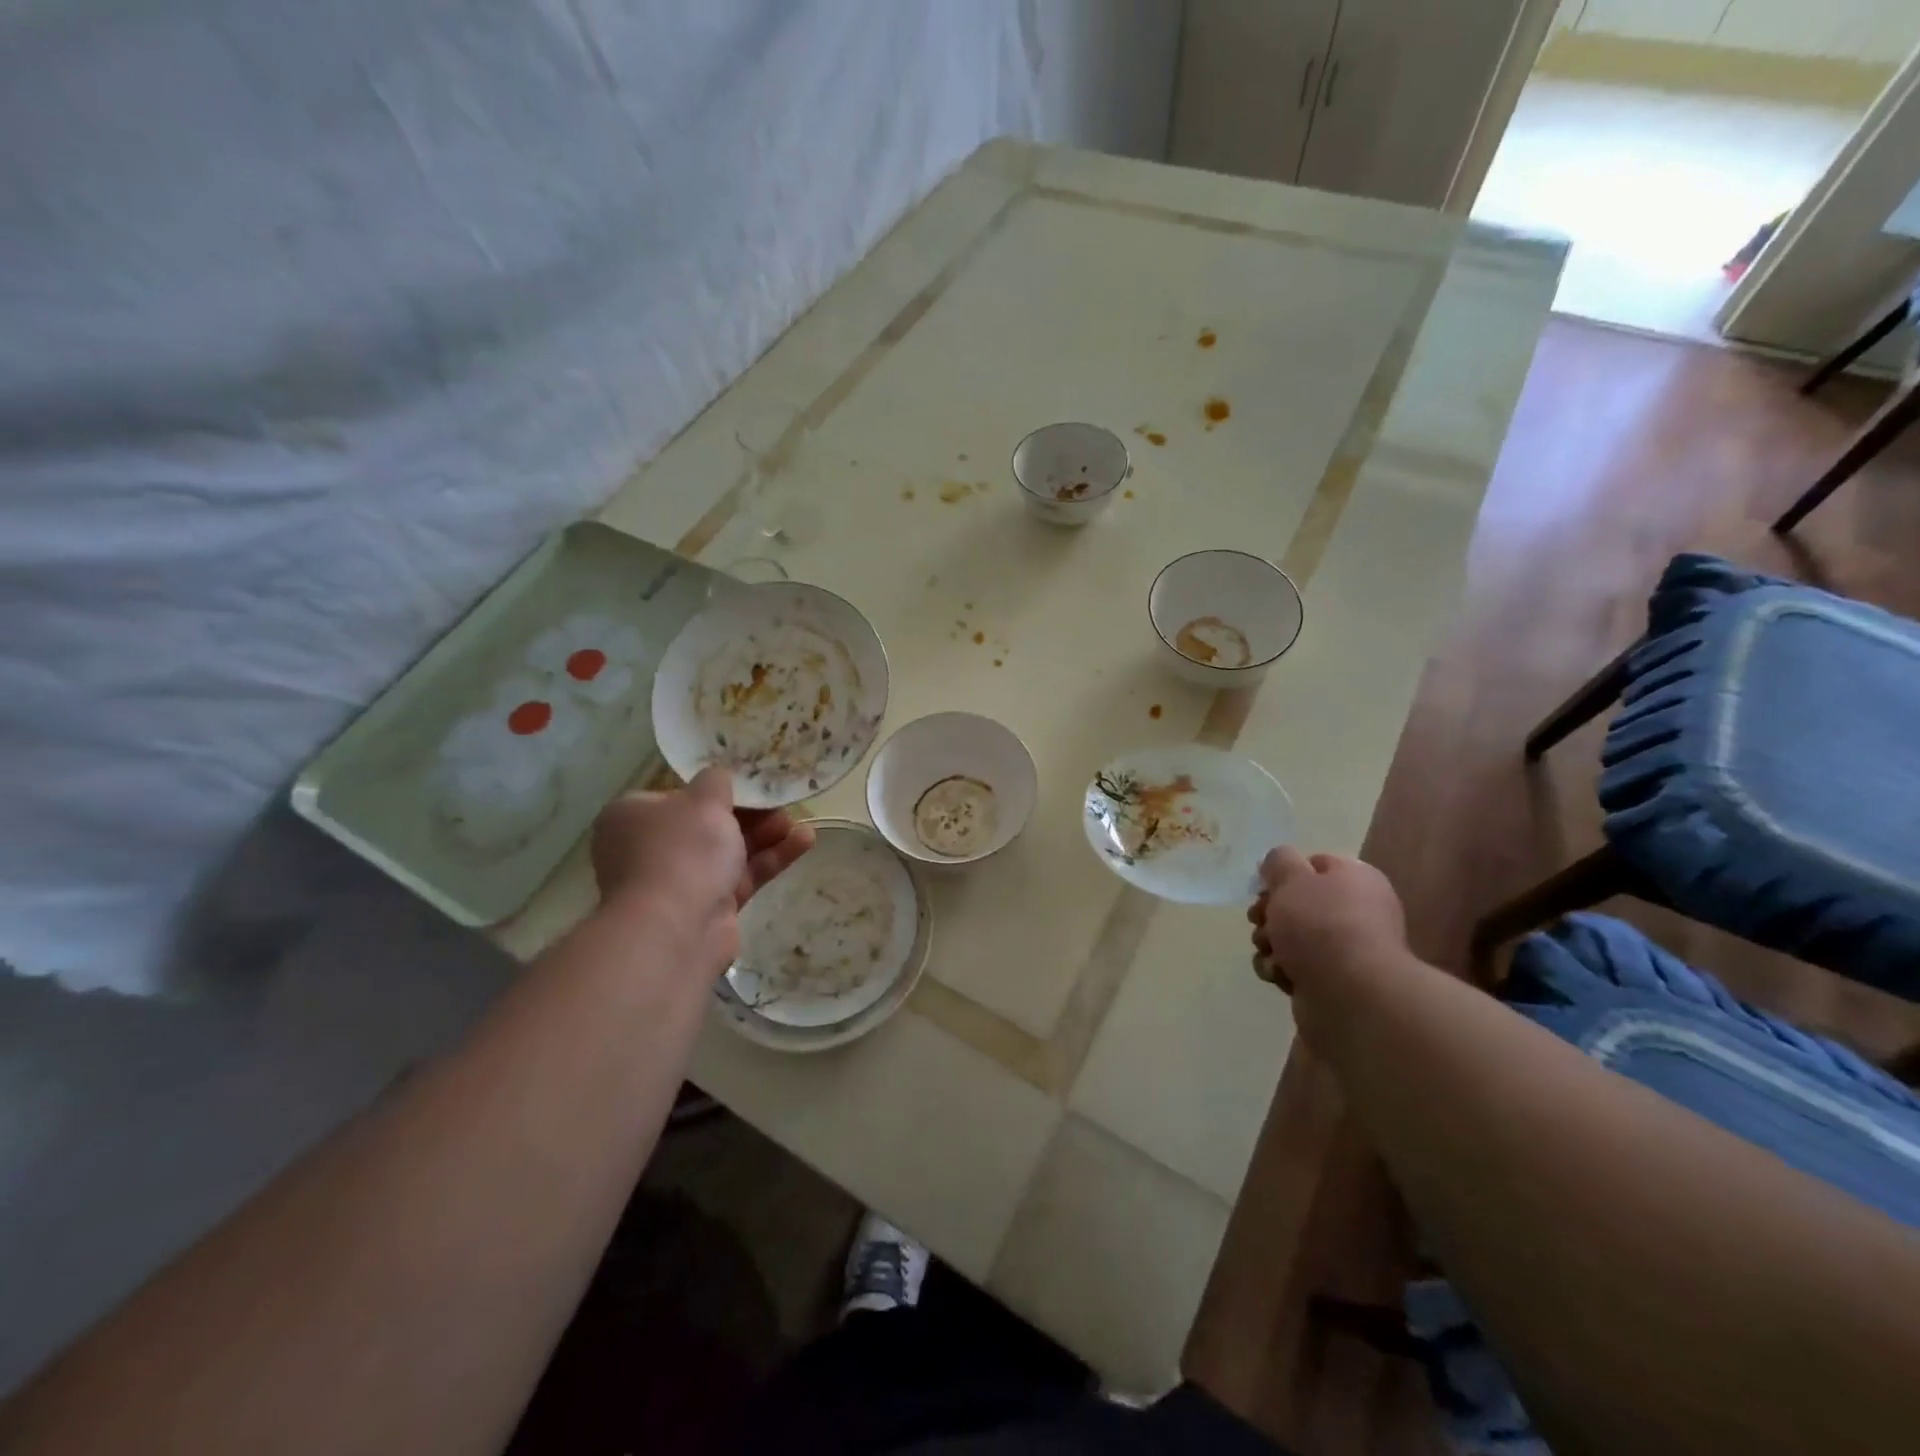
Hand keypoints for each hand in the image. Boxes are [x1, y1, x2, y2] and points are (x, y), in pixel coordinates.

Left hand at [590, 767, 814, 969]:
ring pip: (728, 851)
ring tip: (799, 823)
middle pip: (707, 824)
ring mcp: (678, 881)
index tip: (749, 787)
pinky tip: (804, 842)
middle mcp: (649, 848)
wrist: (675, 930)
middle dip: (750, 814)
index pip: (676, 796)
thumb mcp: (704, 799)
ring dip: (765, 836)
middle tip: (781, 805)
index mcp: (632, 817)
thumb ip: (716, 781)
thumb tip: (717, 778)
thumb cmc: (682, 851)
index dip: (714, 791)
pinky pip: (742, 876)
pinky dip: (770, 859)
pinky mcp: (708, 908)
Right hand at [1247, 848, 1406, 993]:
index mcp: (1355, 880)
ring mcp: (1344, 950)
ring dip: (1269, 942)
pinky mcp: (1329, 981)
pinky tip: (1279, 974)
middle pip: (1297, 902)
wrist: (1349, 995)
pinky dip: (1280, 969)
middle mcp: (1355, 912)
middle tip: (1261, 919)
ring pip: (1289, 936)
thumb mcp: (1293, 877)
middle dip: (1270, 912)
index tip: (1265, 886)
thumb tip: (1279, 862)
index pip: (1314, 864)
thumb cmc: (1321, 925)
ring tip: (1271, 951)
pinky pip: (1293, 967)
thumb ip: (1279, 861)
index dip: (1285, 873)